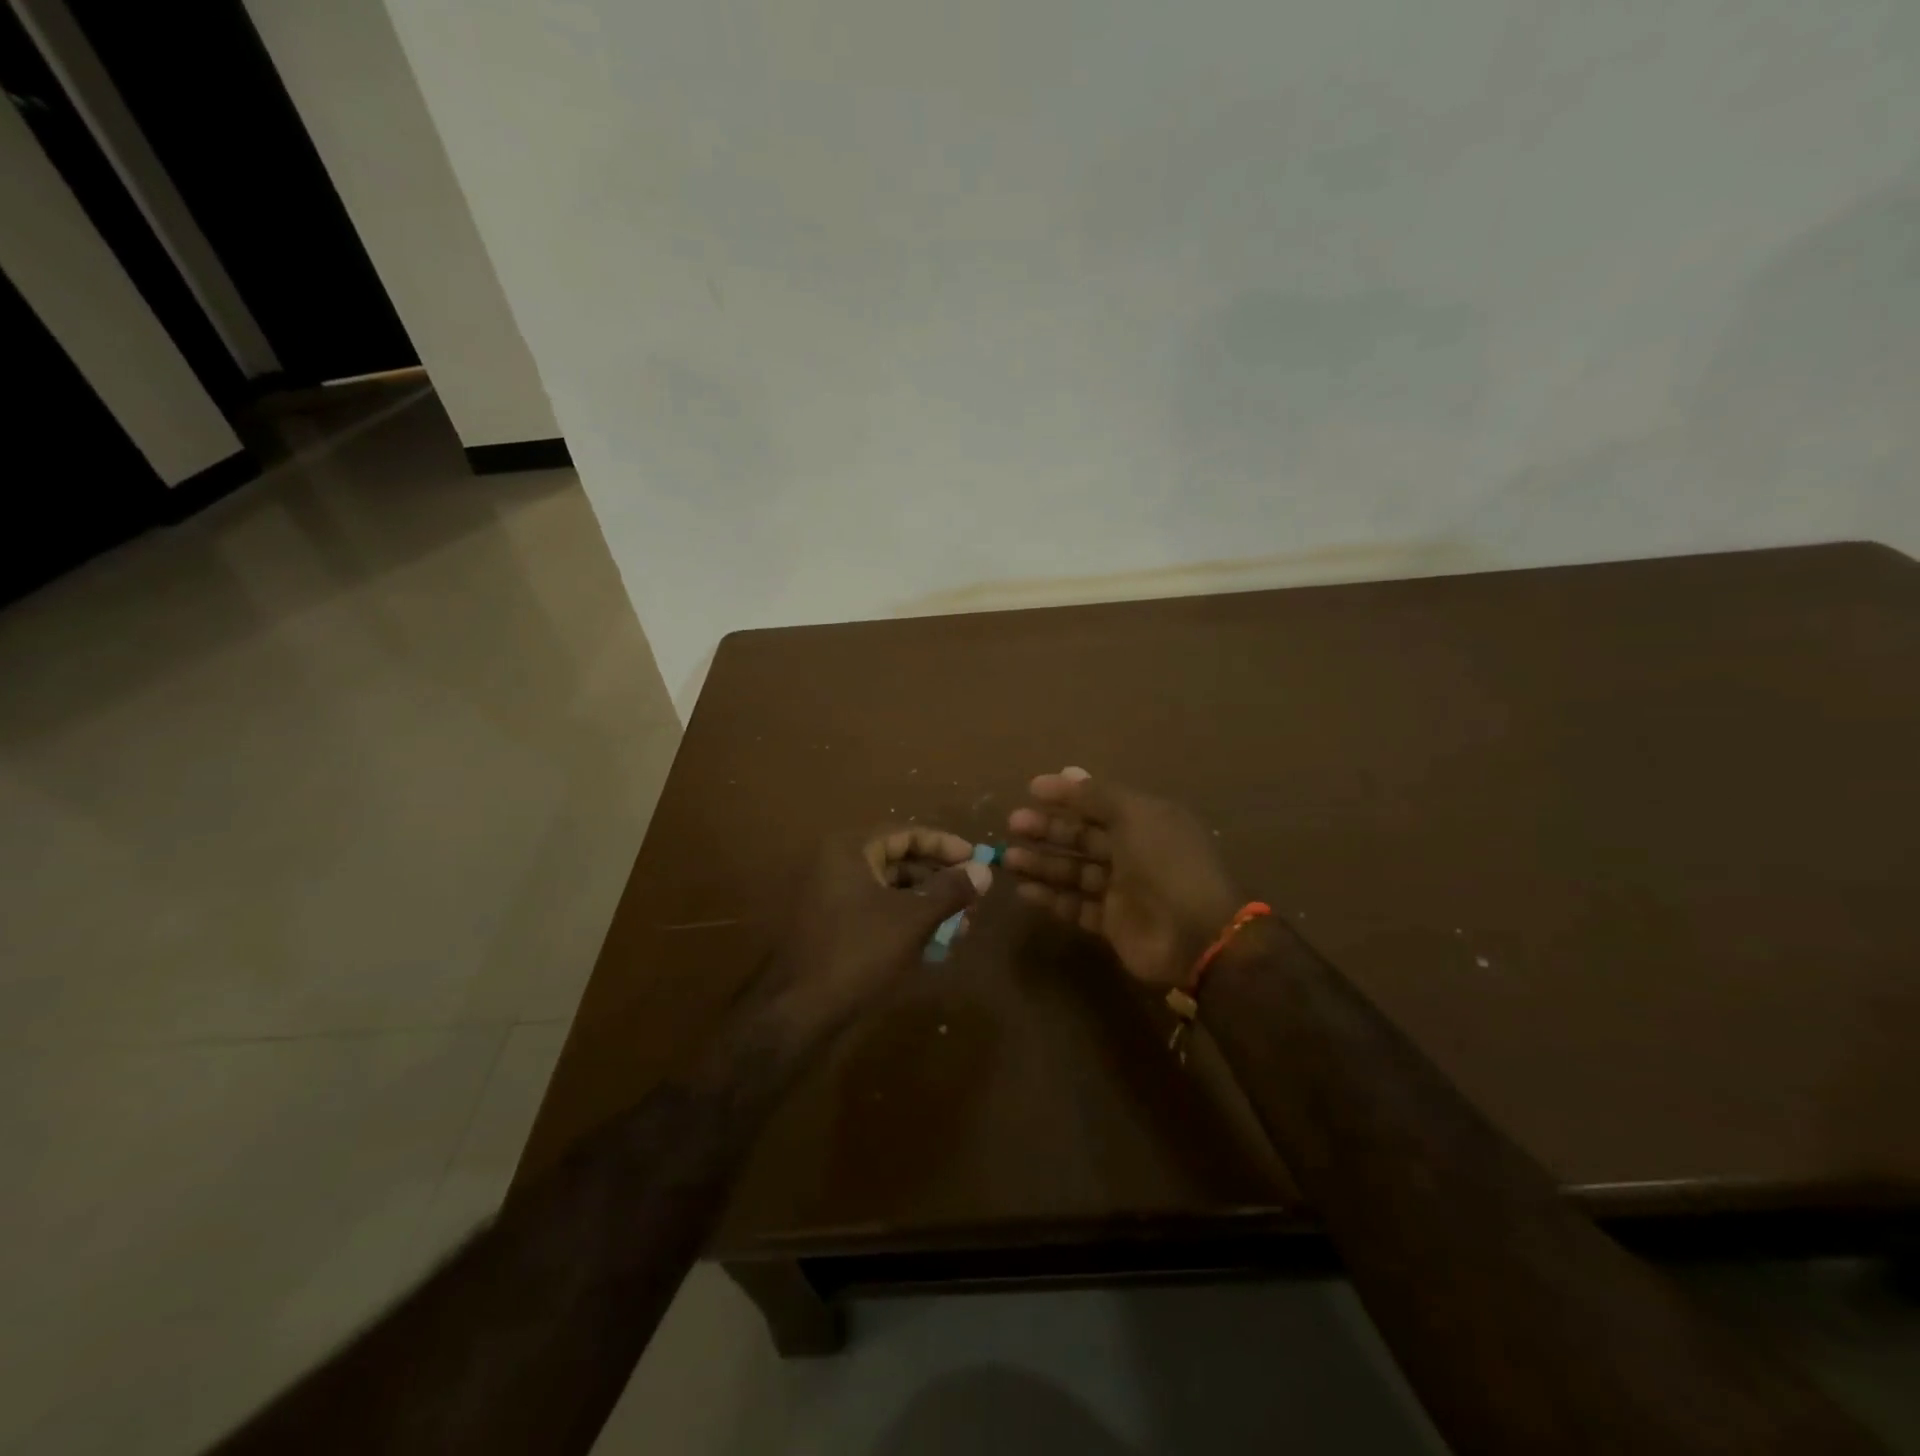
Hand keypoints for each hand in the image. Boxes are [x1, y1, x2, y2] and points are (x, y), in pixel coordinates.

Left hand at [769, 827, 990, 1030]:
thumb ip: (950, 891)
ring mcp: (832, 897)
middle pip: (900, 861)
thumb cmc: (858, 952)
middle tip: (974, 898)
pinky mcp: (834, 927)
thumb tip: (985, 870)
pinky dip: (907, 922)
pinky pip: (878, 913)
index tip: (977, 860)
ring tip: (962, 926)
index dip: (945, 846)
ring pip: (892, 891)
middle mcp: (838, 865)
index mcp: (851, 850)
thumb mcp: (912, 919)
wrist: (798, 1011)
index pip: (907, 833)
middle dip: (940, 880)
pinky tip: (936, 944)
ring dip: (928, 905)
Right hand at [1006, 767, 1239, 987]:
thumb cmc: (1165, 864)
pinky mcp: (1114, 923)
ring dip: (1043, 862)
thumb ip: (1098, 796)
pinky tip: (1024, 890)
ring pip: (1075, 871)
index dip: (1066, 794)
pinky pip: (1077, 906)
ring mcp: (1124, 890)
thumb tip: (1067, 771)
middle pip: (1084, 835)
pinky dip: (1051, 898)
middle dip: (1049, 828)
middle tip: (1013, 823)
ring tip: (1008, 857)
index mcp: (1146, 820)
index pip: (1099, 801)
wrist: (1196, 936)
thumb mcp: (1134, 816)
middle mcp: (1134, 852)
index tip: (1031, 789)